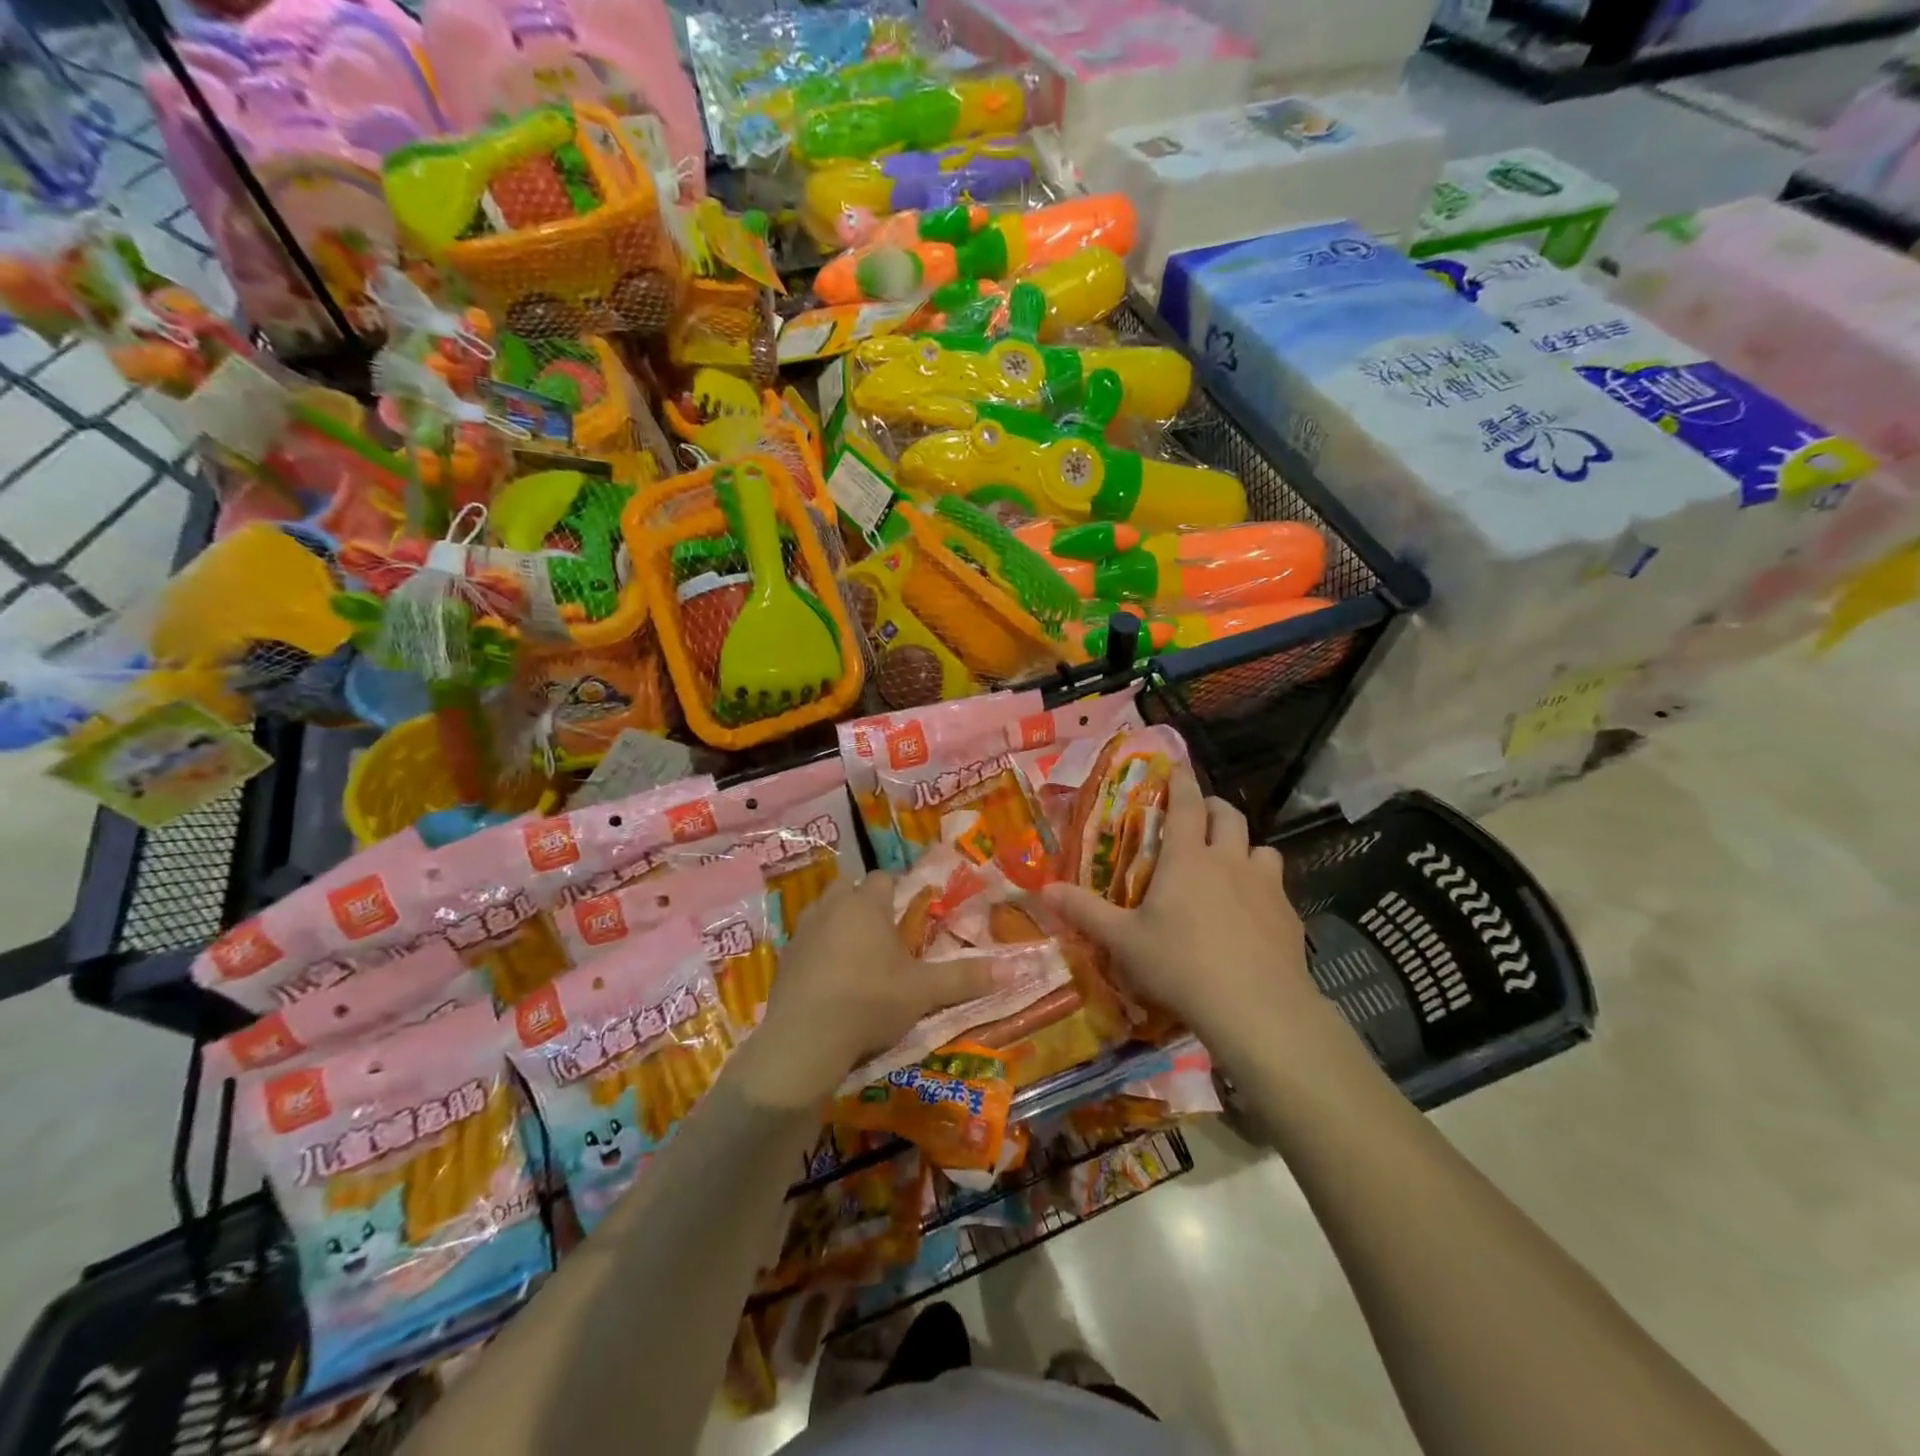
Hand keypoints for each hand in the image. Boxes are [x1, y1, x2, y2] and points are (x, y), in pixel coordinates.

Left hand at [739, 871, 996, 1109]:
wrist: (804, 1040)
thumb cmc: (870, 1001)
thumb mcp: (923, 992)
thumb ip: (965, 978)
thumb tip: (1014, 969)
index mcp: (865, 904)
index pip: (884, 878)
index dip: (899, 889)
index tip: (911, 910)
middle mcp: (831, 907)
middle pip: (849, 889)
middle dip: (866, 902)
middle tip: (885, 932)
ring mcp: (802, 931)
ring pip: (824, 912)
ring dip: (839, 923)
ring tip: (858, 954)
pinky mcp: (784, 959)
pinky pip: (807, 942)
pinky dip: (819, 950)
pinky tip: (831, 979)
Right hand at [1043, 768, 1318, 1057]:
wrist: (1256, 1009)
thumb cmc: (1180, 966)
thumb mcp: (1124, 942)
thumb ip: (1085, 912)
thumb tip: (1045, 889)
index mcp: (1188, 858)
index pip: (1187, 803)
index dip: (1182, 781)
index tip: (1178, 767)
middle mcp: (1229, 861)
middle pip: (1228, 816)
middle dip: (1213, 808)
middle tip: (1199, 816)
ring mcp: (1266, 887)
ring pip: (1262, 848)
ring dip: (1245, 847)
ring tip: (1231, 865)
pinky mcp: (1290, 917)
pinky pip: (1278, 887)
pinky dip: (1264, 888)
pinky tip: (1254, 915)